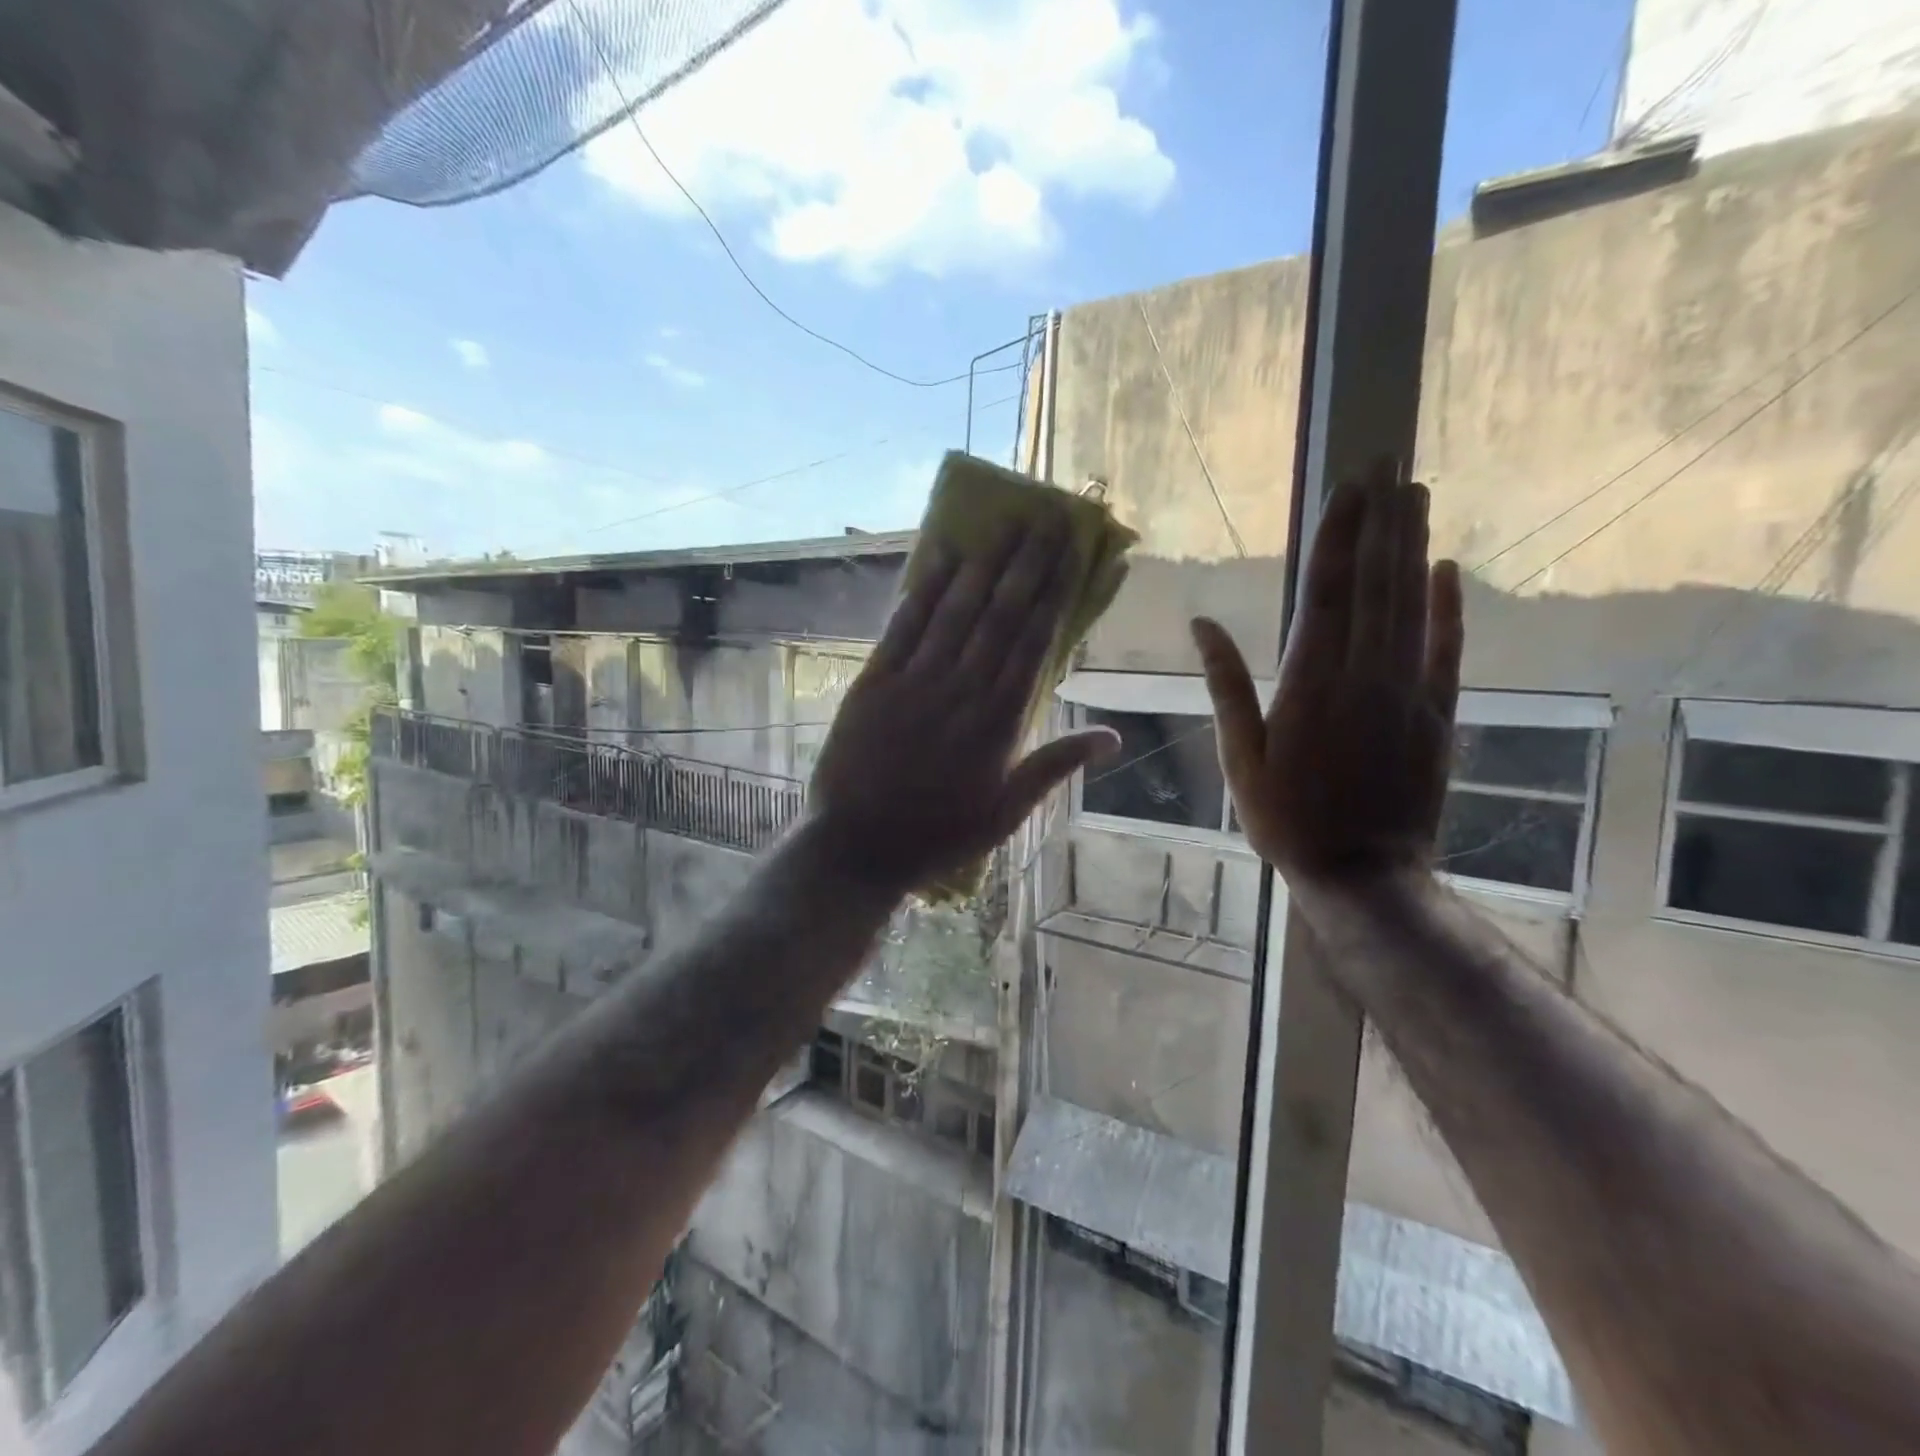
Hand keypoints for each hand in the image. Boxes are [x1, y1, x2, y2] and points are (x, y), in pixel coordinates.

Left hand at [809, 518, 1119, 897]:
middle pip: (1000, 616)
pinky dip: (922, 590)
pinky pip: (902, 627)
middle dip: (1026, 565)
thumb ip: (1056, 767)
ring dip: (982, 565)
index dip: (1054, 594)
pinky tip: (940, 556)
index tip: (1071, 554)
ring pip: (955, 612)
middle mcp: (961, 690)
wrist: (858, 846)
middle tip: (1046, 520)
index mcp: (998, 723)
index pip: (1033, 644)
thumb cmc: (939, 834)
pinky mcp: (873, 682)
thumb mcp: (1007, 812)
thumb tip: (1113, 737)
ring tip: (1005, 525)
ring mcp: (914, 682)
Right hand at [1193, 473, 1462, 886]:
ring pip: (1411, 604)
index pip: (1327, 591)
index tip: (1350, 484)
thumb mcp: (1239, 756)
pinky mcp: (1436, 713)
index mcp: (1309, 684)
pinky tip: (1447, 569)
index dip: (1338, 534)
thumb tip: (1202, 624)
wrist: (1362, 872)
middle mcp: (1363, 674)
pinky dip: (1448, 607)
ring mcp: (1407, 691)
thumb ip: (1226, 685)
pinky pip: (1446, 649)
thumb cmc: (1285, 817)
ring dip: (1413, 546)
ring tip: (1416, 493)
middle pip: (1376, 582)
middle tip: (1390, 461)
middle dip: (1381, 519)